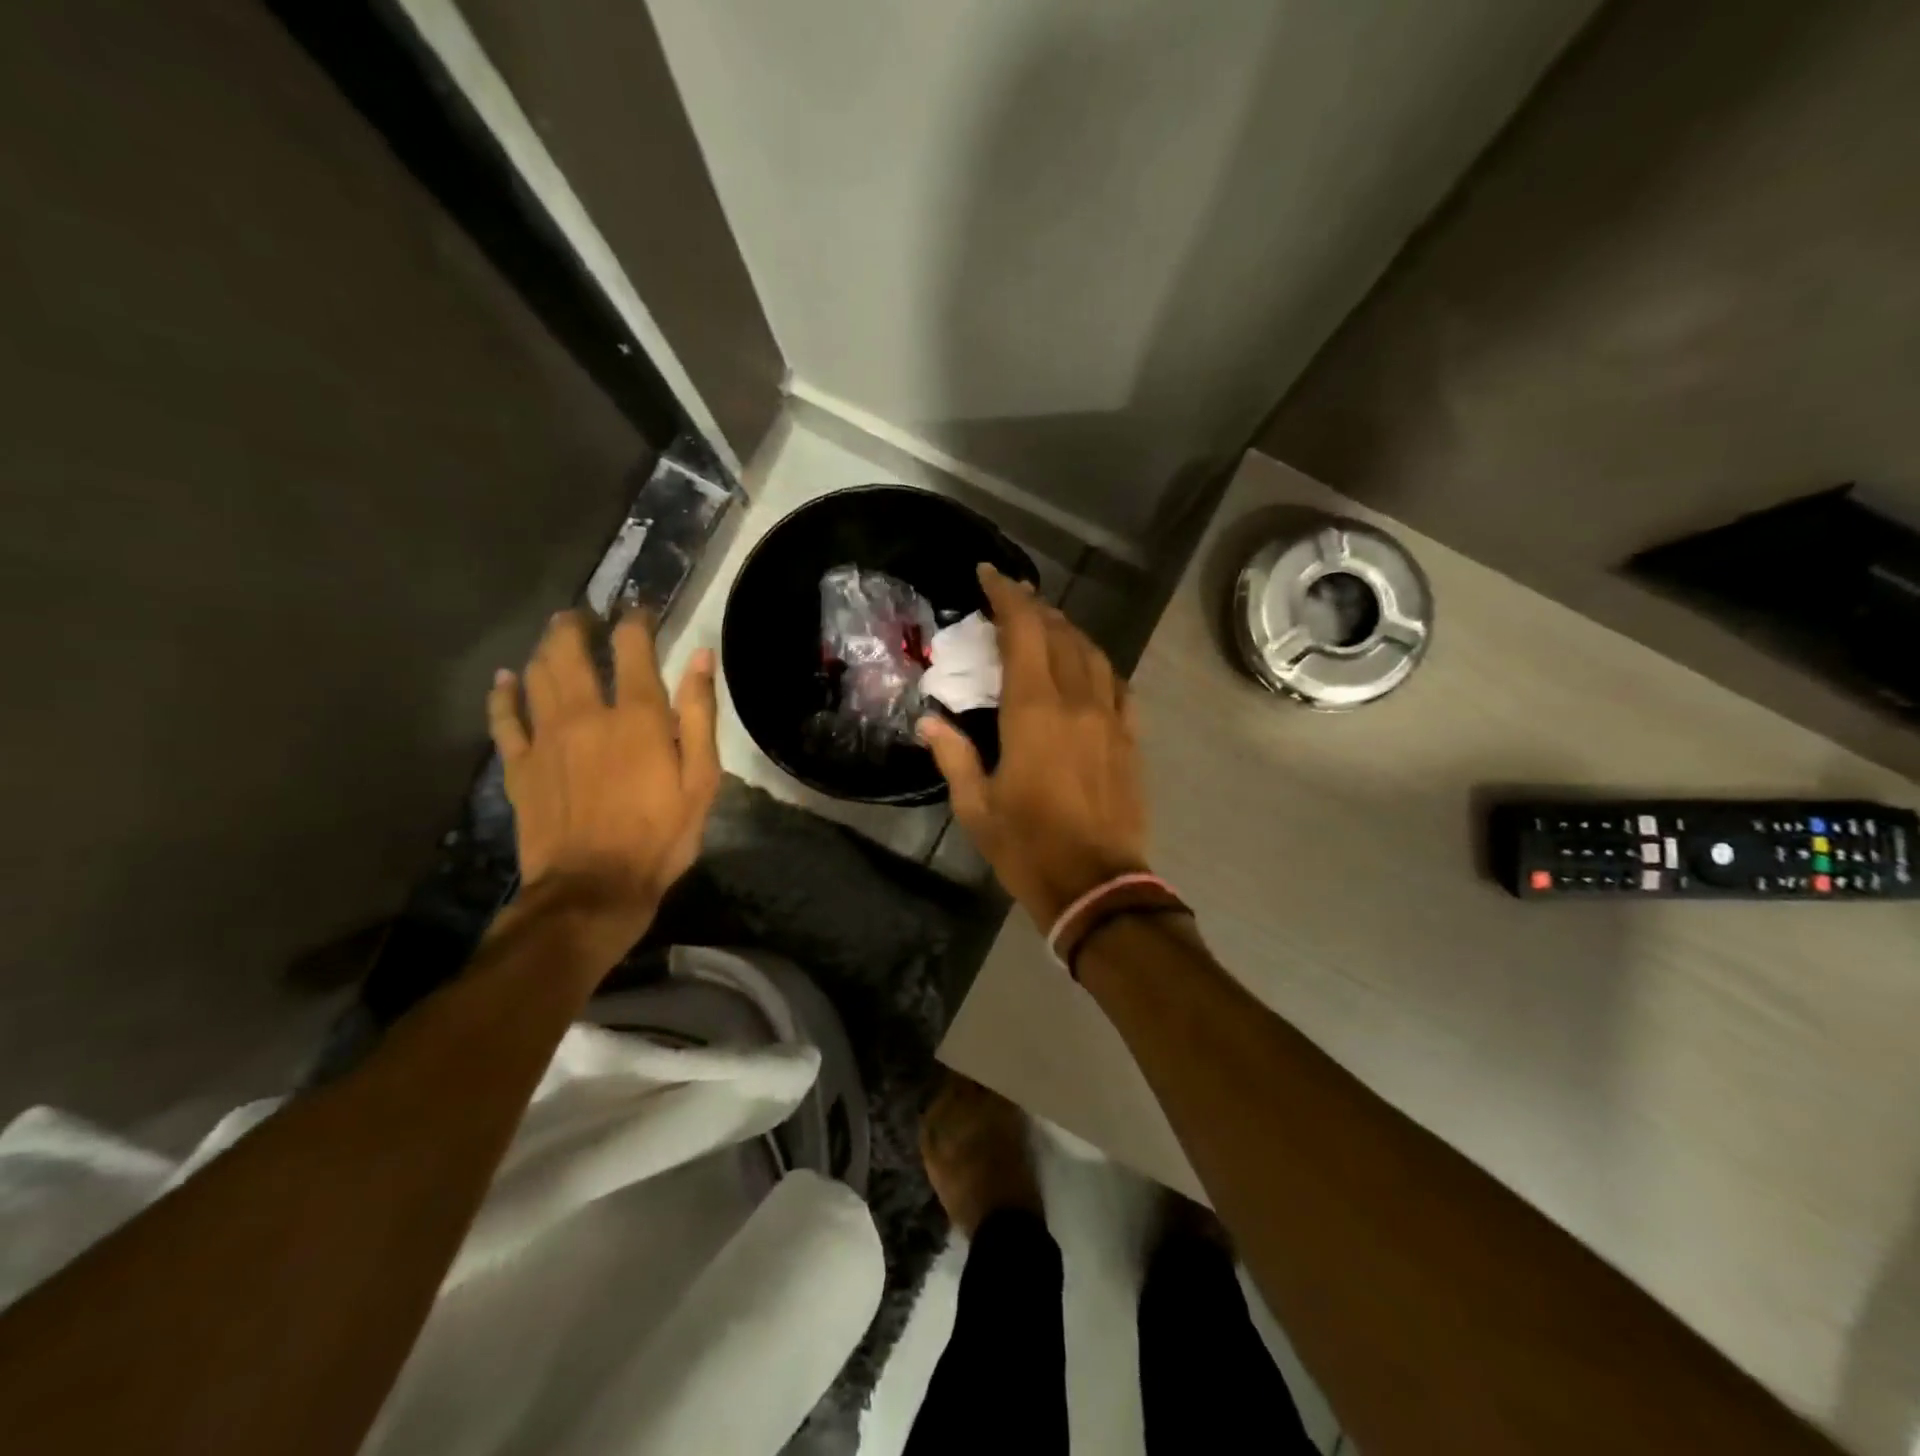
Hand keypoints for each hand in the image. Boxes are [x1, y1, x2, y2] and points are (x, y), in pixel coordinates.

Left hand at [488, 610, 720, 931]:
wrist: (594, 887)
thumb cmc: (661, 835)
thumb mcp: (701, 779)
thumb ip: (700, 715)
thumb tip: (699, 657)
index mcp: (638, 717)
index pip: (632, 648)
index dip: (636, 621)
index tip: (640, 611)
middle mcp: (587, 714)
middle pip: (571, 651)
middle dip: (576, 625)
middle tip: (583, 614)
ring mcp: (546, 738)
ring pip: (536, 676)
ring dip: (544, 649)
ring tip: (553, 637)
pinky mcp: (519, 766)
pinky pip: (504, 718)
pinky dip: (502, 694)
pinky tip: (504, 680)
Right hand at [918, 564, 1147, 928]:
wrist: (1097, 885)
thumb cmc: (1029, 847)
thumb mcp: (976, 806)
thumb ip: (953, 756)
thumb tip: (929, 722)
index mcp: (1034, 712)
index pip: (1024, 632)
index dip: (1007, 596)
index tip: (989, 574)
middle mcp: (1078, 701)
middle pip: (1060, 634)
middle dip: (1034, 607)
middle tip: (1010, 599)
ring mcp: (1111, 718)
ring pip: (1092, 653)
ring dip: (1067, 631)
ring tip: (1045, 626)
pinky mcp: (1131, 739)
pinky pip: (1118, 685)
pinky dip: (1097, 665)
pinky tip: (1086, 668)